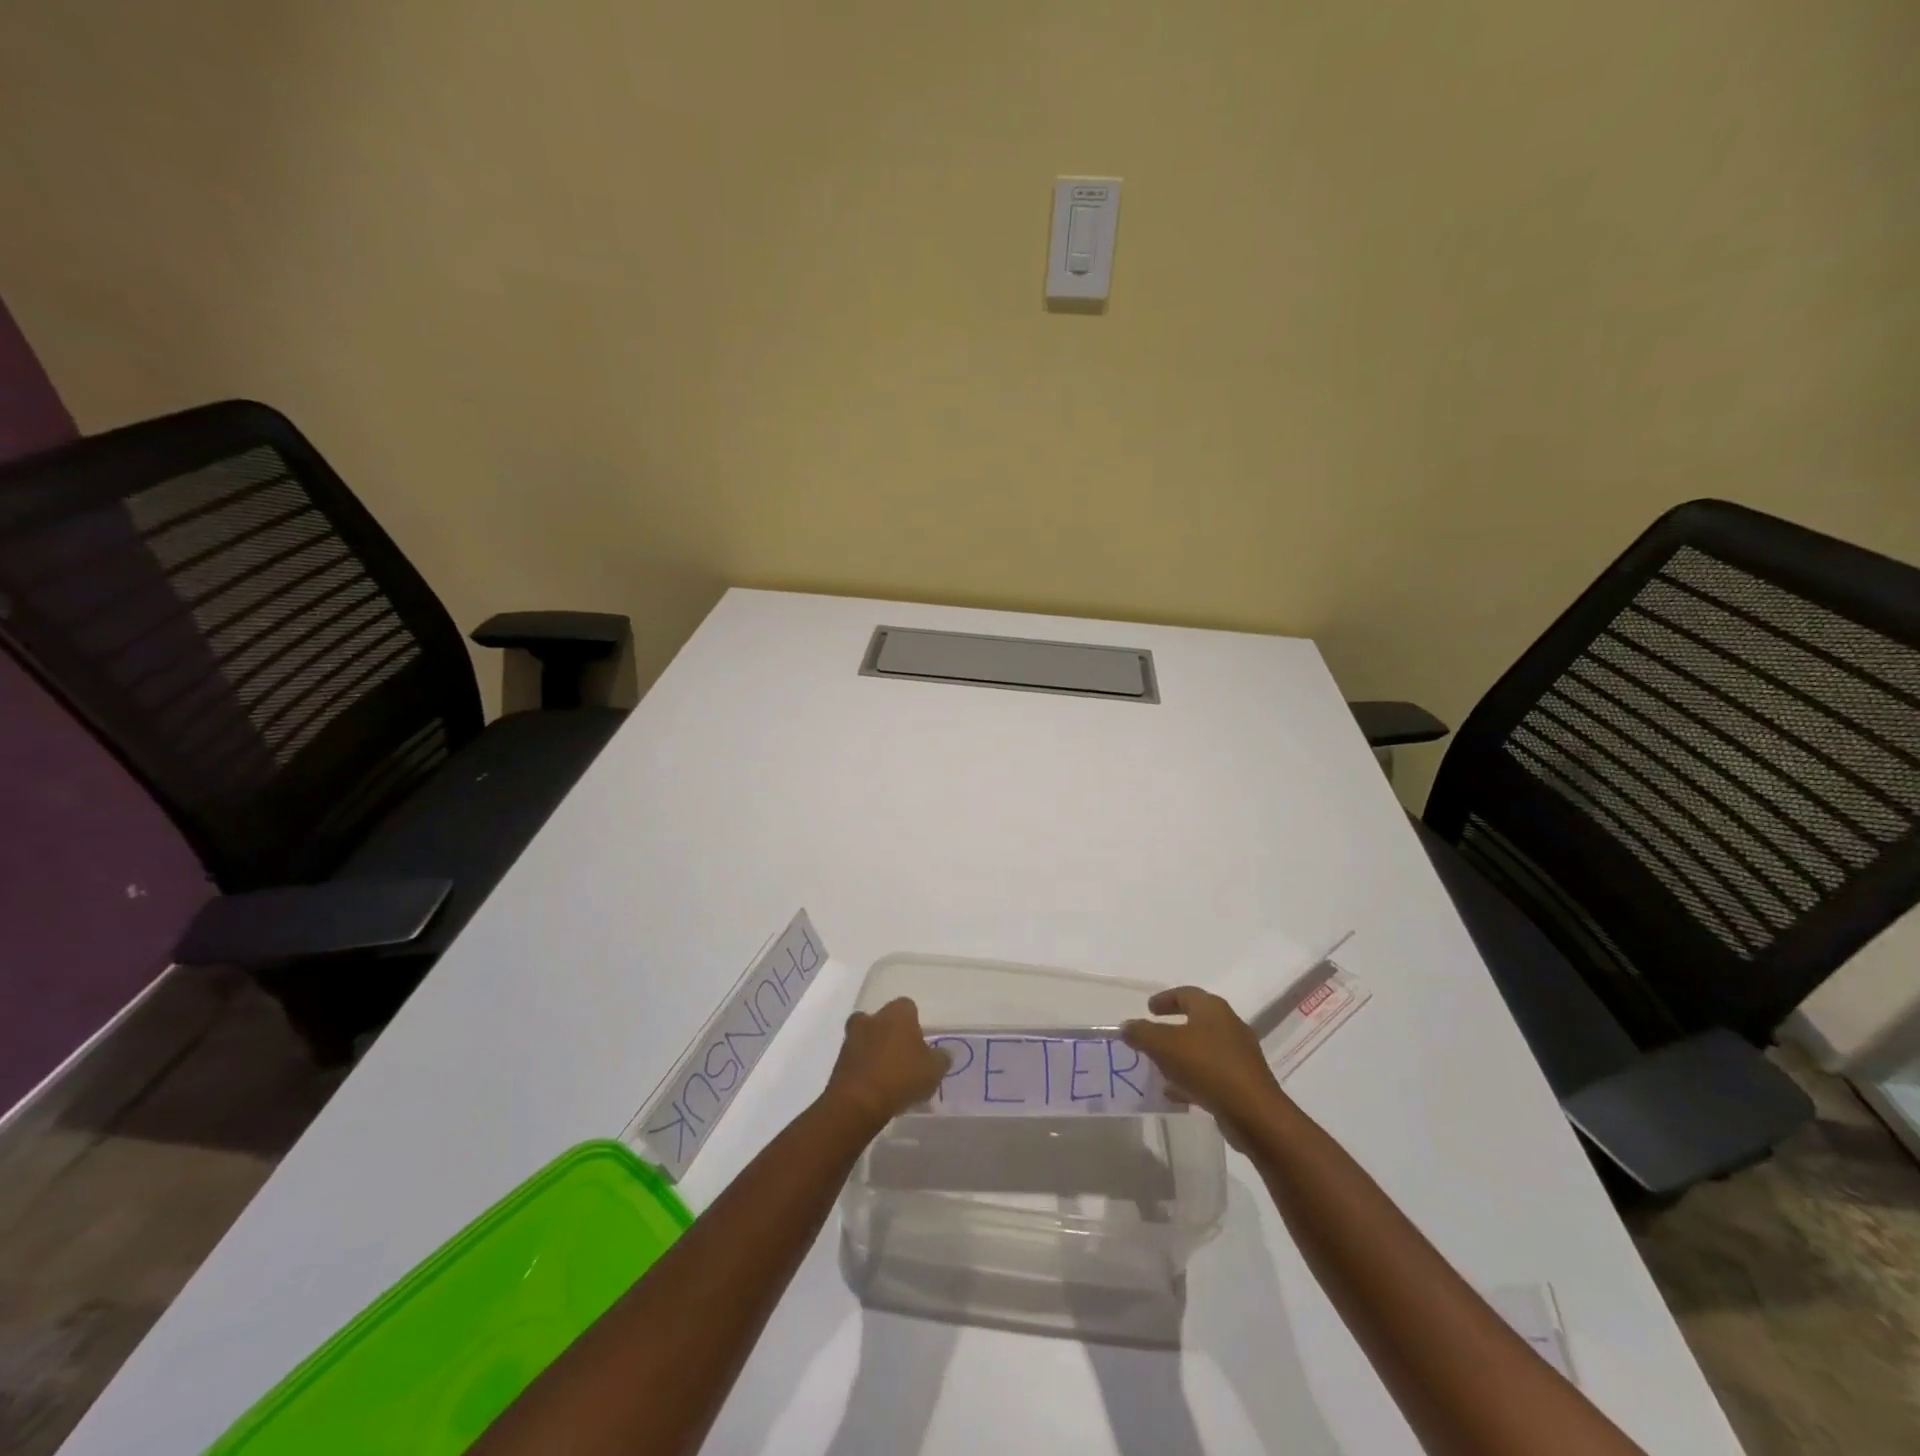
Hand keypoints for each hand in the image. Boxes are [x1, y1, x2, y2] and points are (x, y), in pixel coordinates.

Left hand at [822, 997, 950, 1132]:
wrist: (858, 1102)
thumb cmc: (901, 1077)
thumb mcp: (934, 1070)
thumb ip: (941, 1058)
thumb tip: (943, 1054)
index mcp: (897, 1013)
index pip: (908, 1007)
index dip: (915, 1023)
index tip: (920, 1044)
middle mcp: (872, 1018)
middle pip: (883, 1019)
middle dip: (891, 1034)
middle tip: (903, 1057)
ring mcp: (852, 1038)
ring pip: (867, 1037)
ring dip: (875, 1051)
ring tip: (889, 1076)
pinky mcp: (839, 1061)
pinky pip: (856, 1059)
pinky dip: (864, 1068)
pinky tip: (875, 1088)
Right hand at [1122, 987, 1282, 1137]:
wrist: (1254, 1113)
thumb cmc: (1207, 1067)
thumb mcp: (1164, 1046)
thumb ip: (1142, 1033)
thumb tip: (1127, 1026)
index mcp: (1212, 1009)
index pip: (1185, 994)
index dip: (1165, 999)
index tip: (1148, 1008)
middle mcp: (1229, 1026)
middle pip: (1196, 1020)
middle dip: (1172, 1029)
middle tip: (1152, 1037)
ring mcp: (1240, 1055)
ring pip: (1203, 1049)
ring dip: (1181, 1056)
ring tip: (1159, 1068)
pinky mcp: (1243, 1082)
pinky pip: (1212, 1074)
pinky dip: (1192, 1078)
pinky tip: (1176, 1094)